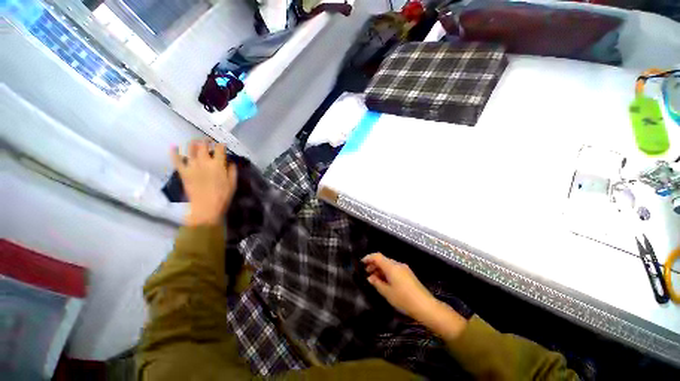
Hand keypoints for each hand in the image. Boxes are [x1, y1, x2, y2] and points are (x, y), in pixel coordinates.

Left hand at [171, 140, 236, 225]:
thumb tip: (230, 162)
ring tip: (196, 142)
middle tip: (208, 141)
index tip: (223, 145)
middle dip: (206, 141)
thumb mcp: (233, 183)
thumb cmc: (223, 196)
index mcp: (218, 164)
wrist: (206, 208)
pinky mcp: (183, 172)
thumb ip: (232, 171)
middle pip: (203, 145)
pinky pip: (176, 160)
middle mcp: (204, 162)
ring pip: (190, 149)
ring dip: (193, 143)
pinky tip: (173, 147)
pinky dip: (174, 152)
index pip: (220, 149)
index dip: (221, 145)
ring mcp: (192, 166)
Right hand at [362, 253, 466, 340]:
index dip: (368, 258)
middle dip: (374, 264)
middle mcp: (398, 264)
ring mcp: (404, 269)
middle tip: (366, 272)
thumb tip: (370, 277)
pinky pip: (394, 269)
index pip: (377, 256)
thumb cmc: (404, 299)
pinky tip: (385, 281)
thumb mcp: (387, 293)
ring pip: (389, 264)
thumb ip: (377, 283)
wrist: (426, 306)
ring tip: (374, 278)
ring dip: (380, 269)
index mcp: (391, 266)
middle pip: (383, 260)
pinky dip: (387, 272)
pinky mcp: (408, 274)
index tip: (361, 263)